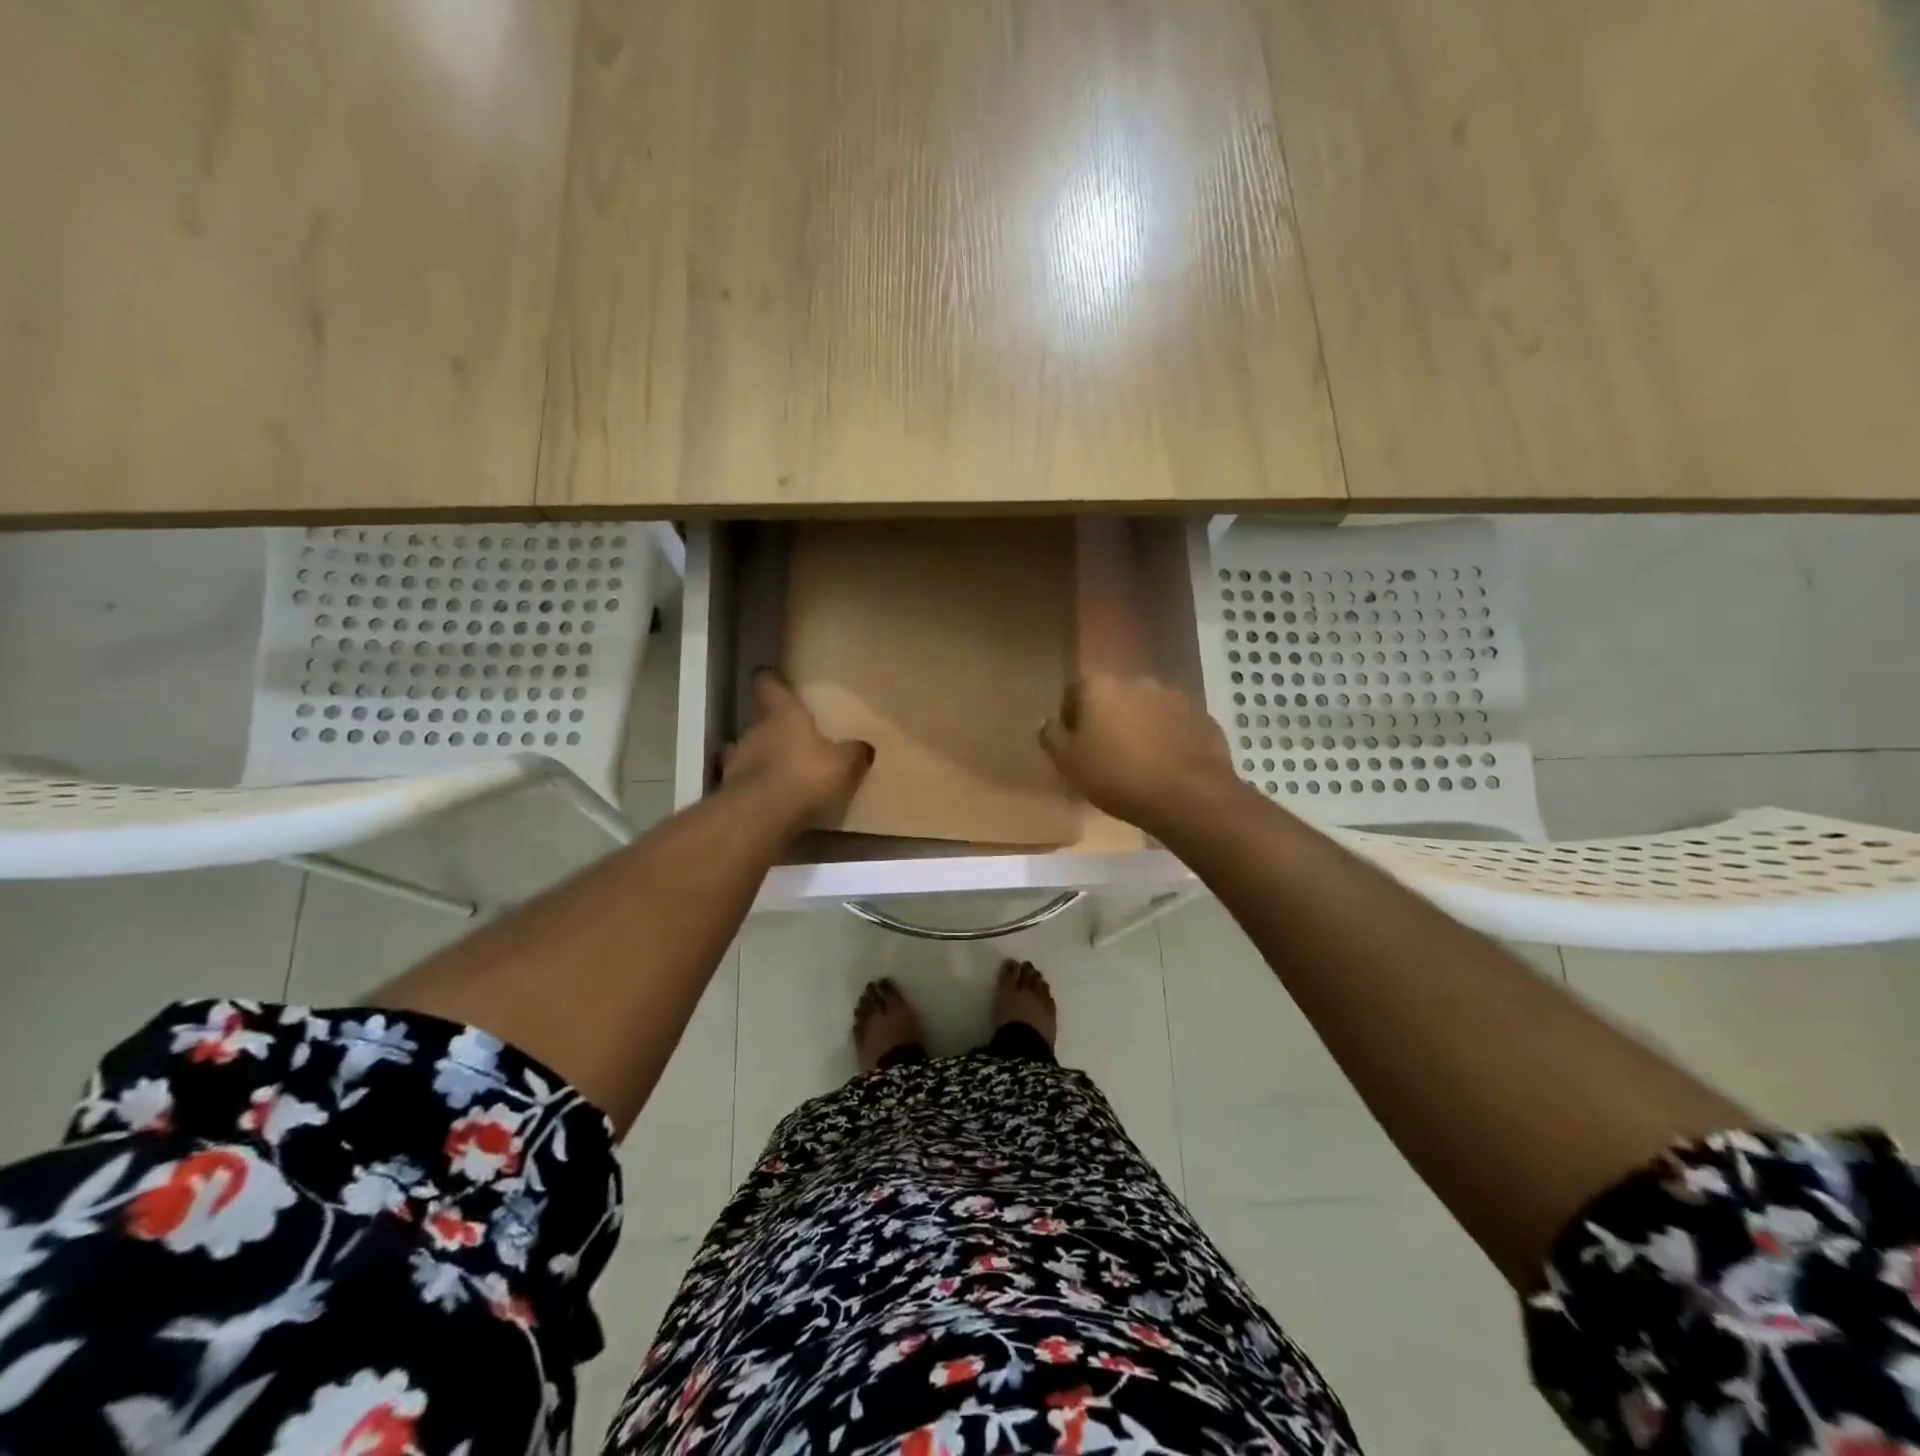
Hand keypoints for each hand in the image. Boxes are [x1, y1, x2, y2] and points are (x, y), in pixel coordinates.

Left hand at [722, 668, 874, 829]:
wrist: (761, 816)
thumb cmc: (805, 776)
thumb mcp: (844, 764)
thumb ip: (854, 753)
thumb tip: (865, 747)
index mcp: (784, 715)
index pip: (769, 685)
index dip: (770, 680)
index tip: (770, 676)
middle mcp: (755, 730)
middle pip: (761, 722)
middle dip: (774, 730)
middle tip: (793, 740)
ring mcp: (737, 761)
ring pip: (748, 752)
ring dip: (761, 760)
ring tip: (780, 772)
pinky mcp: (730, 791)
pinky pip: (745, 783)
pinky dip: (755, 787)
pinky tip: (770, 799)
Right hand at [1039, 673, 1240, 838]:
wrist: (1188, 796)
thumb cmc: (1117, 777)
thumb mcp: (1070, 764)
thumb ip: (1052, 738)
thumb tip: (1045, 722)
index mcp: (1101, 687)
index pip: (1075, 690)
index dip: (1071, 715)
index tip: (1074, 743)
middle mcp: (1138, 682)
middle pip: (1113, 696)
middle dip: (1107, 718)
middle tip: (1105, 752)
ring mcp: (1175, 697)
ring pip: (1146, 708)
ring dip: (1139, 726)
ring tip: (1139, 761)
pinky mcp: (1202, 717)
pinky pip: (1175, 724)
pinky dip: (1167, 737)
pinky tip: (1166, 765)